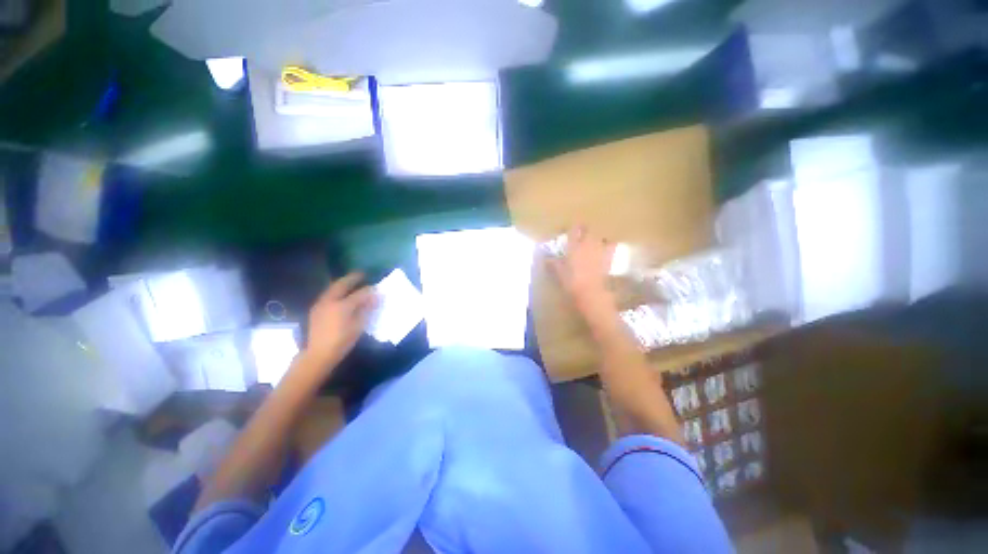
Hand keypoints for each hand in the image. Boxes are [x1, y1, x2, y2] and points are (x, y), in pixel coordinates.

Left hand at [304, 273, 375, 367]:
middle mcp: (330, 301)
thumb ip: (367, 309)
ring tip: (352, 282)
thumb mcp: (359, 325)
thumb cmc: (342, 341)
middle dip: (352, 278)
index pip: (360, 293)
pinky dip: (336, 290)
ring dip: (342, 283)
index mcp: (342, 305)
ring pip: (332, 288)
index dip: (370, 290)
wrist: (319, 354)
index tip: (377, 287)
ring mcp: (321, 304)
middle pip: (341, 284)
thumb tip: (375, 297)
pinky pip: (328, 294)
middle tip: (362, 274)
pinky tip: (341, 294)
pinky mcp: (316, 310)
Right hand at [548, 227, 616, 318]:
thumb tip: (547, 259)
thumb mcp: (559, 273)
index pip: (573, 230)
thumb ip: (554, 264)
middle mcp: (587, 244)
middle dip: (585, 229)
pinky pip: (612, 245)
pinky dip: (610, 244)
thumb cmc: (572, 282)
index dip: (572, 228)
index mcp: (573, 246)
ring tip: (594, 240)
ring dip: (597, 236)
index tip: (570, 229)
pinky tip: (607, 247)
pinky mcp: (609, 257)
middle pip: (588, 230)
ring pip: (600, 236)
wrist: (591, 292)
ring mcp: (599, 249)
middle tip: (582, 233)